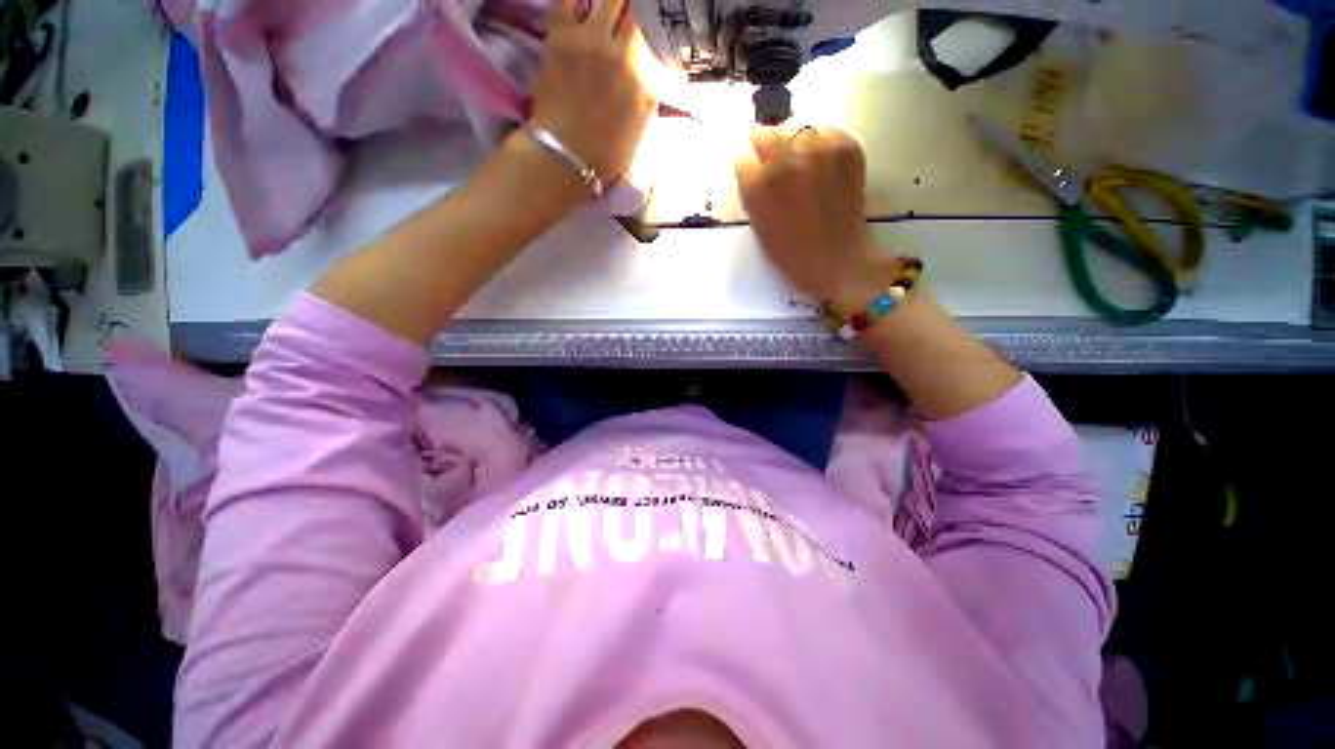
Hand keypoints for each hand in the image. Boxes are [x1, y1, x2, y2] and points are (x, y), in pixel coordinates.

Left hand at [529, 0, 654, 186]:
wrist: (566, 156)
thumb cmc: (605, 154)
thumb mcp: (639, 128)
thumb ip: (648, 93)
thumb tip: (651, 68)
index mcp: (645, 81)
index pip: (655, 35)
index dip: (652, 22)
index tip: (648, 22)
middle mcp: (623, 53)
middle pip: (634, 6)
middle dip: (632, 6)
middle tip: (629, 12)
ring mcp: (591, 40)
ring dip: (610, 1)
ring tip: (608, 7)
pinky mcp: (560, 35)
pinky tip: (582, 5)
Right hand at [734, 126, 891, 313]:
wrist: (837, 260)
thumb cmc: (791, 254)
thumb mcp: (759, 227)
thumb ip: (752, 195)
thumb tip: (752, 171)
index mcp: (760, 184)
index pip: (741, 158)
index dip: (746, 168)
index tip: (751, 174)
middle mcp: (786, 160)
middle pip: (766, 134)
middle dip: (764, 146)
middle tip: (771, 160)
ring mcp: (819, 151)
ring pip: (797, 129)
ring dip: (795, 143)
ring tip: (801, 162)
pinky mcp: (845, 149)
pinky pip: (826, 131)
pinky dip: (821, 142)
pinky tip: (822, 163)